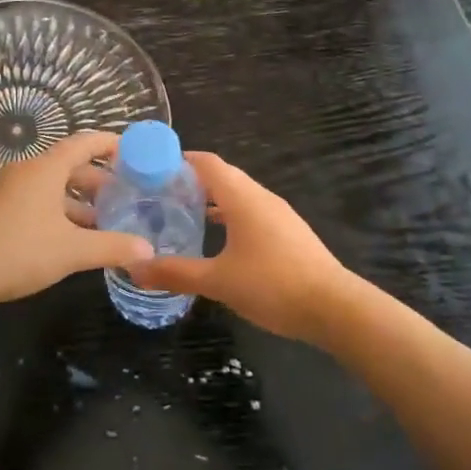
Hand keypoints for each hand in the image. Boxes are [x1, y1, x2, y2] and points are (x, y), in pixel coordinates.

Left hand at [0, 131, 154, 310]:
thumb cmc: (19, 251)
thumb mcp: (72, 250)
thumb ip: (112, 246)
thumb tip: (148, 250)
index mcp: (44, 169)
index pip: (83, 143)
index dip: (109, 144)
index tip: (132, 151)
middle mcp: (24, 171)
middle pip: (67, 166)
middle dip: (96, 180)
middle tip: (122, 196)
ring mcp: (5, 190)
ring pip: (49, 186)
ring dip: (75, 200)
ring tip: (100, 221)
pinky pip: (33, 200)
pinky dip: (55, 211)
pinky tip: (66, 238)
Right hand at [127, 153, 357, 344]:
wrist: (336, 309)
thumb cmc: (273, 285)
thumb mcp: (218, 281)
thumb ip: (176, 273)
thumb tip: (135, 268)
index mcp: (242, 198)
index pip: (207, 163)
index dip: (180, 160)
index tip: (152, 169)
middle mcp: (261, 197)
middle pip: (223, 175)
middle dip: (191, 180)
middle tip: (159, 194)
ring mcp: (279, 215)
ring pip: (239, 195)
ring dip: (212, 199)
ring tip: (182, 215)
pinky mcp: (289, 233)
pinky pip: (252, 212)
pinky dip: (230, 216)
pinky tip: (218, 240)